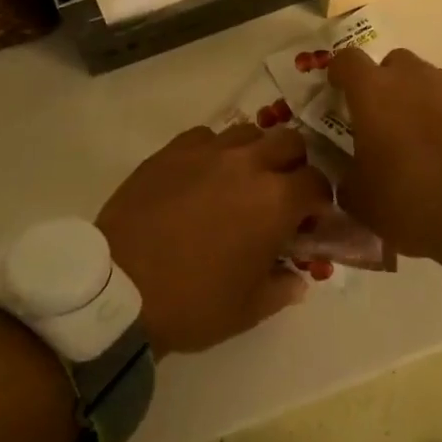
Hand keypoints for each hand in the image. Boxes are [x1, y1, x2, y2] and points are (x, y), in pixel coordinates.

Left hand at [96, 123, 332, 356]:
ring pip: (248, 132)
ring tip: (241, 181)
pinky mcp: (174, 148)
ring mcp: (209, 150)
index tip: (311, 220)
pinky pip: (206, 136)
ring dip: (255, 152)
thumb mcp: (248, 309)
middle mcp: (248, 163)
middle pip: (289, 141)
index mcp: (276, 201)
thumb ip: (282, 288)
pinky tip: (202, 176)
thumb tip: (298, 278)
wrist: (121, 286)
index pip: (317, 183)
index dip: (319, 201)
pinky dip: (214, 152)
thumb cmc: (193, 302)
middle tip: (281, 193)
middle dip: (294, 164)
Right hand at [329, 48, 441, 278]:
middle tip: (382, 118)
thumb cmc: (413, 200)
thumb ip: (344, 175)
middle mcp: (410, 75)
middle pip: (390, 64)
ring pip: (424, 78)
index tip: (337, 91)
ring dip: (416, 96)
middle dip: (383, 84)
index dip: (338, 73)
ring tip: (420, 133)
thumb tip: (344, 169)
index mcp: (373, 91)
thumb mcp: (361, 201)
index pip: (346, 60)